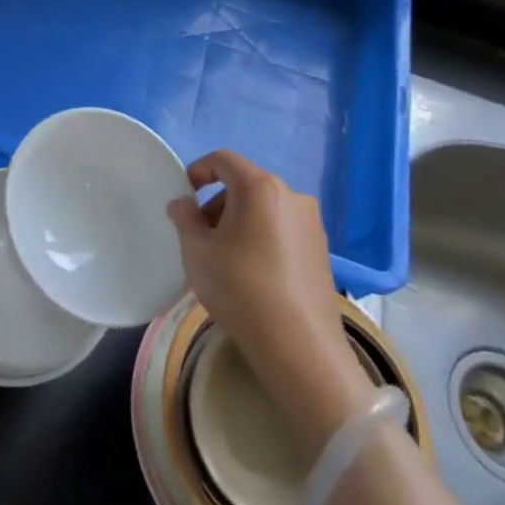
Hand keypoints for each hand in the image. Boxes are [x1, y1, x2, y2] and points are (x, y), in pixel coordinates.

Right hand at [168, 151, 375, 456]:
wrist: (298, 345)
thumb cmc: (240, 287)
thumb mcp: (197, 251)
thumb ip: (184, 218)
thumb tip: (183, 204)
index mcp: (260, 186)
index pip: (224, 159)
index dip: (199, 169)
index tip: (185, 194)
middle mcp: (291, 195)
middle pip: (245, 184)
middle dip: (218, 203)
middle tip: (200, 235)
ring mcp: (311, 223)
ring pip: (264, 208)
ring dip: (239, 221)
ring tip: (224, 258)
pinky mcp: (321, 250)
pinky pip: (281, 229)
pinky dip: (261, 237)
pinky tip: (251, 273)